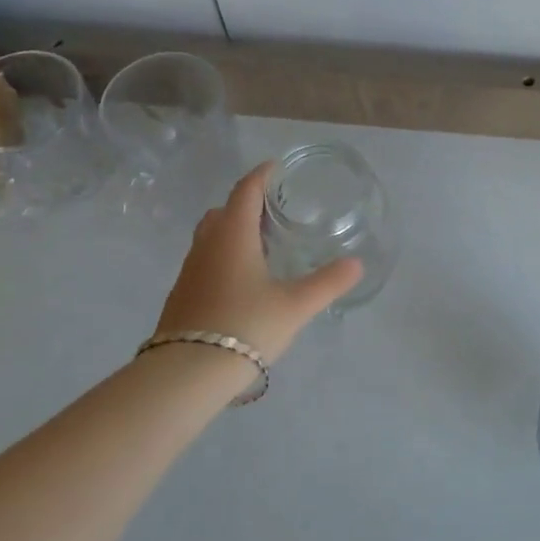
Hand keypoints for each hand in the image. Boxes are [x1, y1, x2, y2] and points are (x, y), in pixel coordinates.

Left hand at [151, 162, 361, 363]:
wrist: (186, 373)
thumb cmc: (245, 326)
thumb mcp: (295, 305)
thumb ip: (328, 282)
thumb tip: (357, 263)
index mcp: (233, 235)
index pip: (246, 190)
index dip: (262, 175)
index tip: (277, 167)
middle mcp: (207, 245)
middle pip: (224, 210)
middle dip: (247, 203)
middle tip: (274, 210)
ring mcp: (190, 271)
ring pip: (211, 236)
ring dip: (233, 231)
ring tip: (262, 245)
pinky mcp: (182, 295)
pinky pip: (205, 261)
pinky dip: (224, 256)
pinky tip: (242, 280)